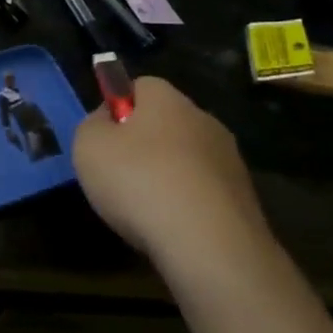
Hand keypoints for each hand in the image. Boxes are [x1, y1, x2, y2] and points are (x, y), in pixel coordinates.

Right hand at [71, 77, 269, 272]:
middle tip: (116, 174)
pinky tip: (168, 227)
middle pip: (164, 123)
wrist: (210, 245)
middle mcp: (204, 120)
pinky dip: (184, 205)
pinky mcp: (244, 199)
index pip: (139, 86)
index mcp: (167, 99)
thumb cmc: (139, 181)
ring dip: (165, 176)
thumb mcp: (88, 145)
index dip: (116, 107)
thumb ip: (92, 125)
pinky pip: (202, 192)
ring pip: (184, 159)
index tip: (102, 138)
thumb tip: (108, 122)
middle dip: (142, 144)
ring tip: (141, 209)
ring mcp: (229, 160)